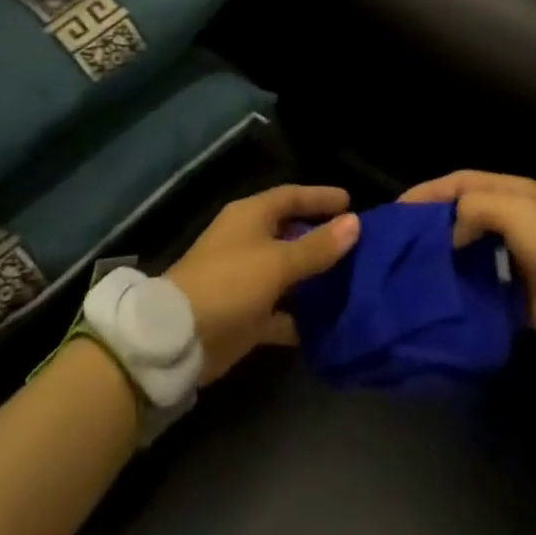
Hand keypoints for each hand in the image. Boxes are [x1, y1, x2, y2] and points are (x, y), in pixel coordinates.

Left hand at [167, 185, 360, 384]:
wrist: (179, 337)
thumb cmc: (230, 283)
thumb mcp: (279, 262)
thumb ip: (317, 245)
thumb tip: (355, 222)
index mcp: (251, 216)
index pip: (291, 196)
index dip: (320, 197)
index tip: (351, 202)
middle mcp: (248, 241)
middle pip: (290, 232)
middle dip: (321, 237)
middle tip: (356, 243)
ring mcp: (245, 279)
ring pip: (287, 272)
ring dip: (313, 277)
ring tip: (350, 280)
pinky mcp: (245, 315)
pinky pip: (280, 310)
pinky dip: (300, 315)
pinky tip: (327, 323)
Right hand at [398, 171, 535, 362]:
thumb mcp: (517, 212)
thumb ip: (474, 210)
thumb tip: (448, 234)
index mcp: (511, 193)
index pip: (460, 183)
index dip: (428, 192)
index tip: (397, 211)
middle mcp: (510, 222)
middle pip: (460, 216)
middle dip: (430, 226)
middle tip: (397, 244)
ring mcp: (512, 260)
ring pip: (466, 253)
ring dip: (441, 260)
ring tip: (407, 273)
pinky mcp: (515, 296)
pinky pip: (478, 288)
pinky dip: (458, 291)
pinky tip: (435, 300)